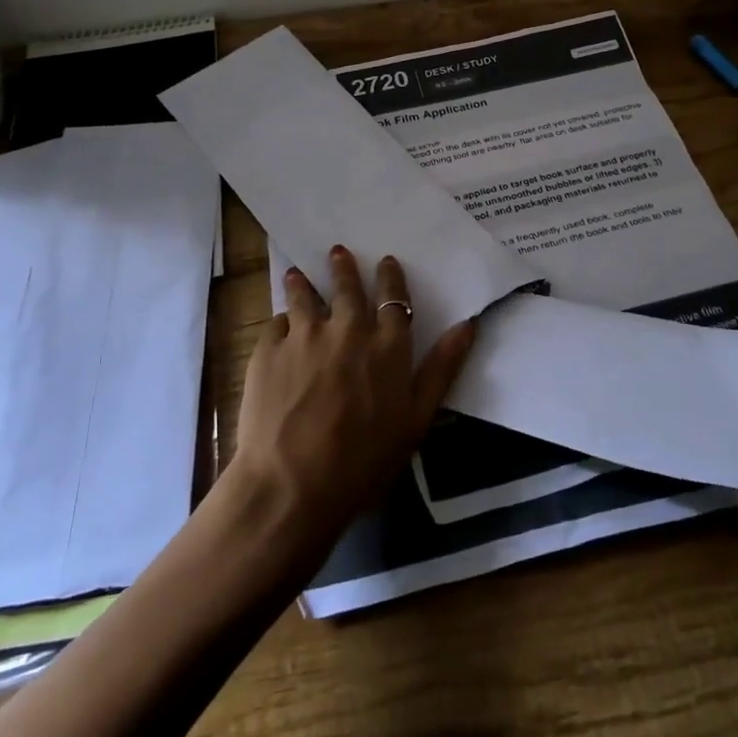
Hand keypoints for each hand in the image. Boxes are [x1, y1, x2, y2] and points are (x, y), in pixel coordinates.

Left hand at [231, 245, 474, 543]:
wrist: (291, 485)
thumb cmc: (363, 461)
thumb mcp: (417, 419)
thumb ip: (442, 368)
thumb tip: (469, 324)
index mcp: (387, 344)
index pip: (393, 298)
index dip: (390, 277)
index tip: (386, 261)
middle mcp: (347, 328)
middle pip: (347, 287)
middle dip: (344, 267)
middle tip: (338, 251)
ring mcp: (304, 335)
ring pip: (305, 296)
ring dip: (304, 283)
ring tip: (299, 273)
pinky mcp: (268, 349)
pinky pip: (276, 324)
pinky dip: (281, 322)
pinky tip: (278, 325)